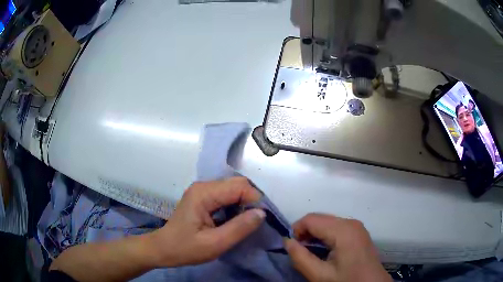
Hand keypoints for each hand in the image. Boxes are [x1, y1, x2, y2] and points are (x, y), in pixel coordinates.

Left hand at [149, 177, 265, 266]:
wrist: (163, 249)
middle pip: (237, 184)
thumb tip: (262, 213)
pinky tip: (236, 220)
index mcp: (204, 193)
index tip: (261, 219)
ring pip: (234, 189)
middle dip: (251, 200)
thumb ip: (239, 228)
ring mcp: (203, 190)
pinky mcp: (203, 197)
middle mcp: (204, 186)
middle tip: (255, 222)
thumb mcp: (215, 244)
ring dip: (244, 203)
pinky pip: (227, 196)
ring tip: (246, 222)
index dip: (255, 200)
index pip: (240, 186)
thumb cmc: (186, 248)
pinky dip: (236, 206)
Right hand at [284, 214, 390, 281]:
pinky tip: (323, 250)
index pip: (311, 219)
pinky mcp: (358, 232)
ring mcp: (356, 226)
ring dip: (314, 234)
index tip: (291, 247)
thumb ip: (300, 258)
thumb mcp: (320, 275)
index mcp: (343, 230)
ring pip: (327, 222)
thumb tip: (287, 242)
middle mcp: (351, 222)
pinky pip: (336, 227)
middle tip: (299, 251)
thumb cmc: (347, 281)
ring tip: (310, 252)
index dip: (296, 230)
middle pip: (320, 218)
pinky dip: (325, 235)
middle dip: (305, 232)